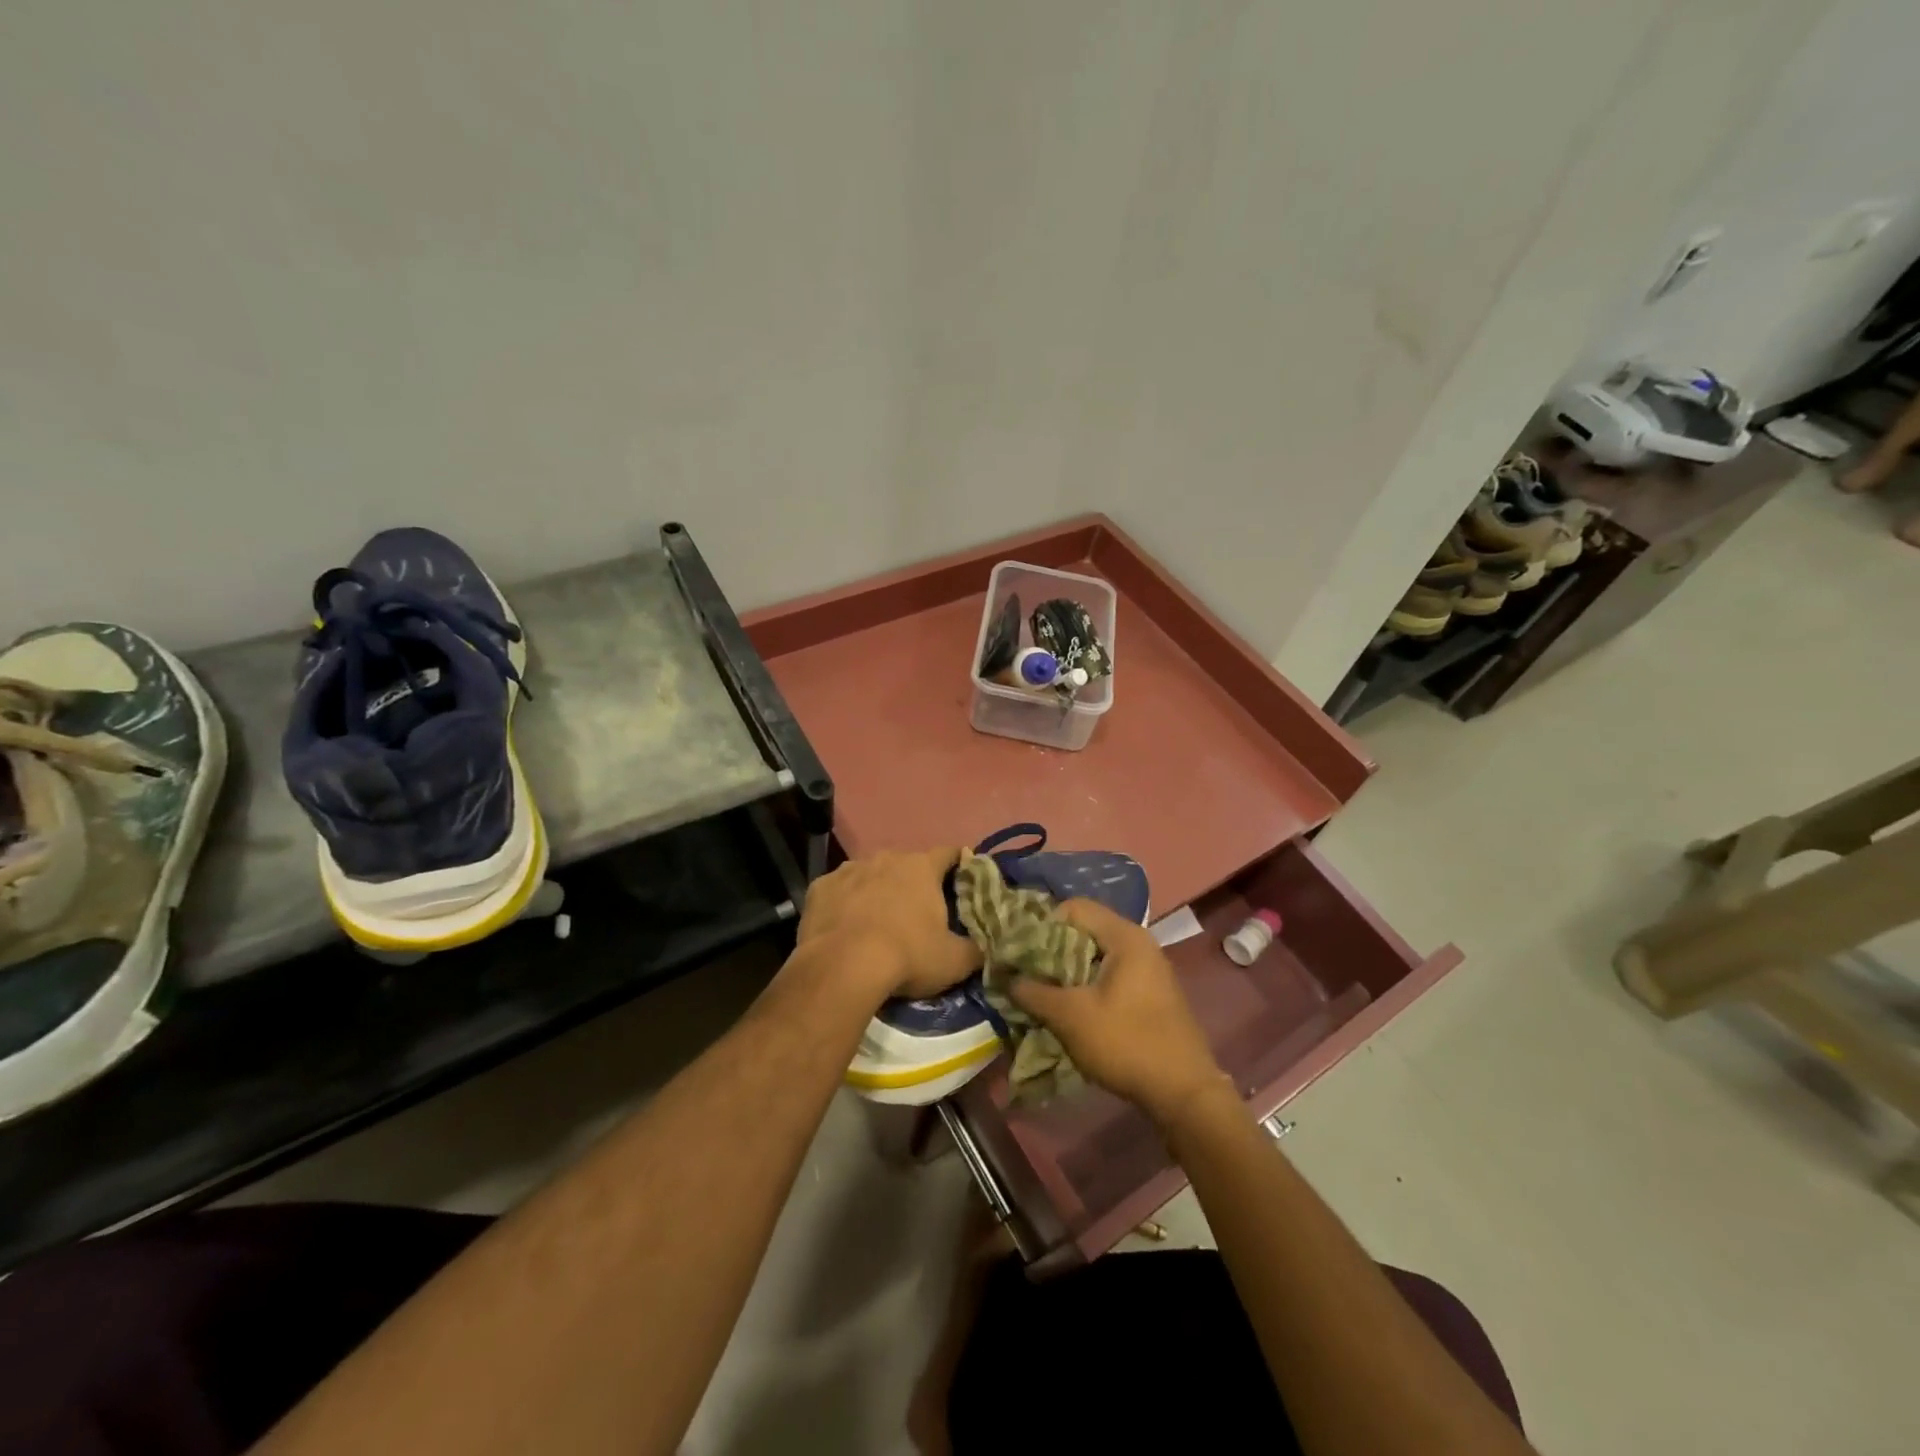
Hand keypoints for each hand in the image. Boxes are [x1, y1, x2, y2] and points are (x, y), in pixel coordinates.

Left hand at [797, 848, 981, 1000]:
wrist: (841, 967)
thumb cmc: (907, 956)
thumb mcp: (954, 961)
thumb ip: (976, 950)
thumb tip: (987, 947)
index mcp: (922, 867)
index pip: (950, 852)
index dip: (960, 864)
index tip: (964, 880)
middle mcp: (886, 858)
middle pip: (908, 864)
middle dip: (915, 882)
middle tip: (919, 911)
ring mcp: (850, 869)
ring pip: (871, 874)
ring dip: (878, 890)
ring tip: (878, 920)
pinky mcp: (820, 887)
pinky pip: (840, 890)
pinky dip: (846, 903)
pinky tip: (845, 926)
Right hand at [1007, 899, 1227, 1124]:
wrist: (1184, 1093)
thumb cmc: (1126, 1043)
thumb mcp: (1070, 1017)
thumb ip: (1033, 992)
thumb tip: (1004, 976)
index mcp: (1125, 936)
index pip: (1073, 908)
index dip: (1042, 925)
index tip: (1019, 952)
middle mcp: (1140, 942)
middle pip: (1085, 930)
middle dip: (1051, 950)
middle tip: (1026, 973)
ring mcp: (1149, 968)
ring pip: (1096, 955)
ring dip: (1067, 971)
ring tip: (1043, 993)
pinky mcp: (1151, 992)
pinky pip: (1110, 974)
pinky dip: (1087, 984)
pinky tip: (1071, 1008)